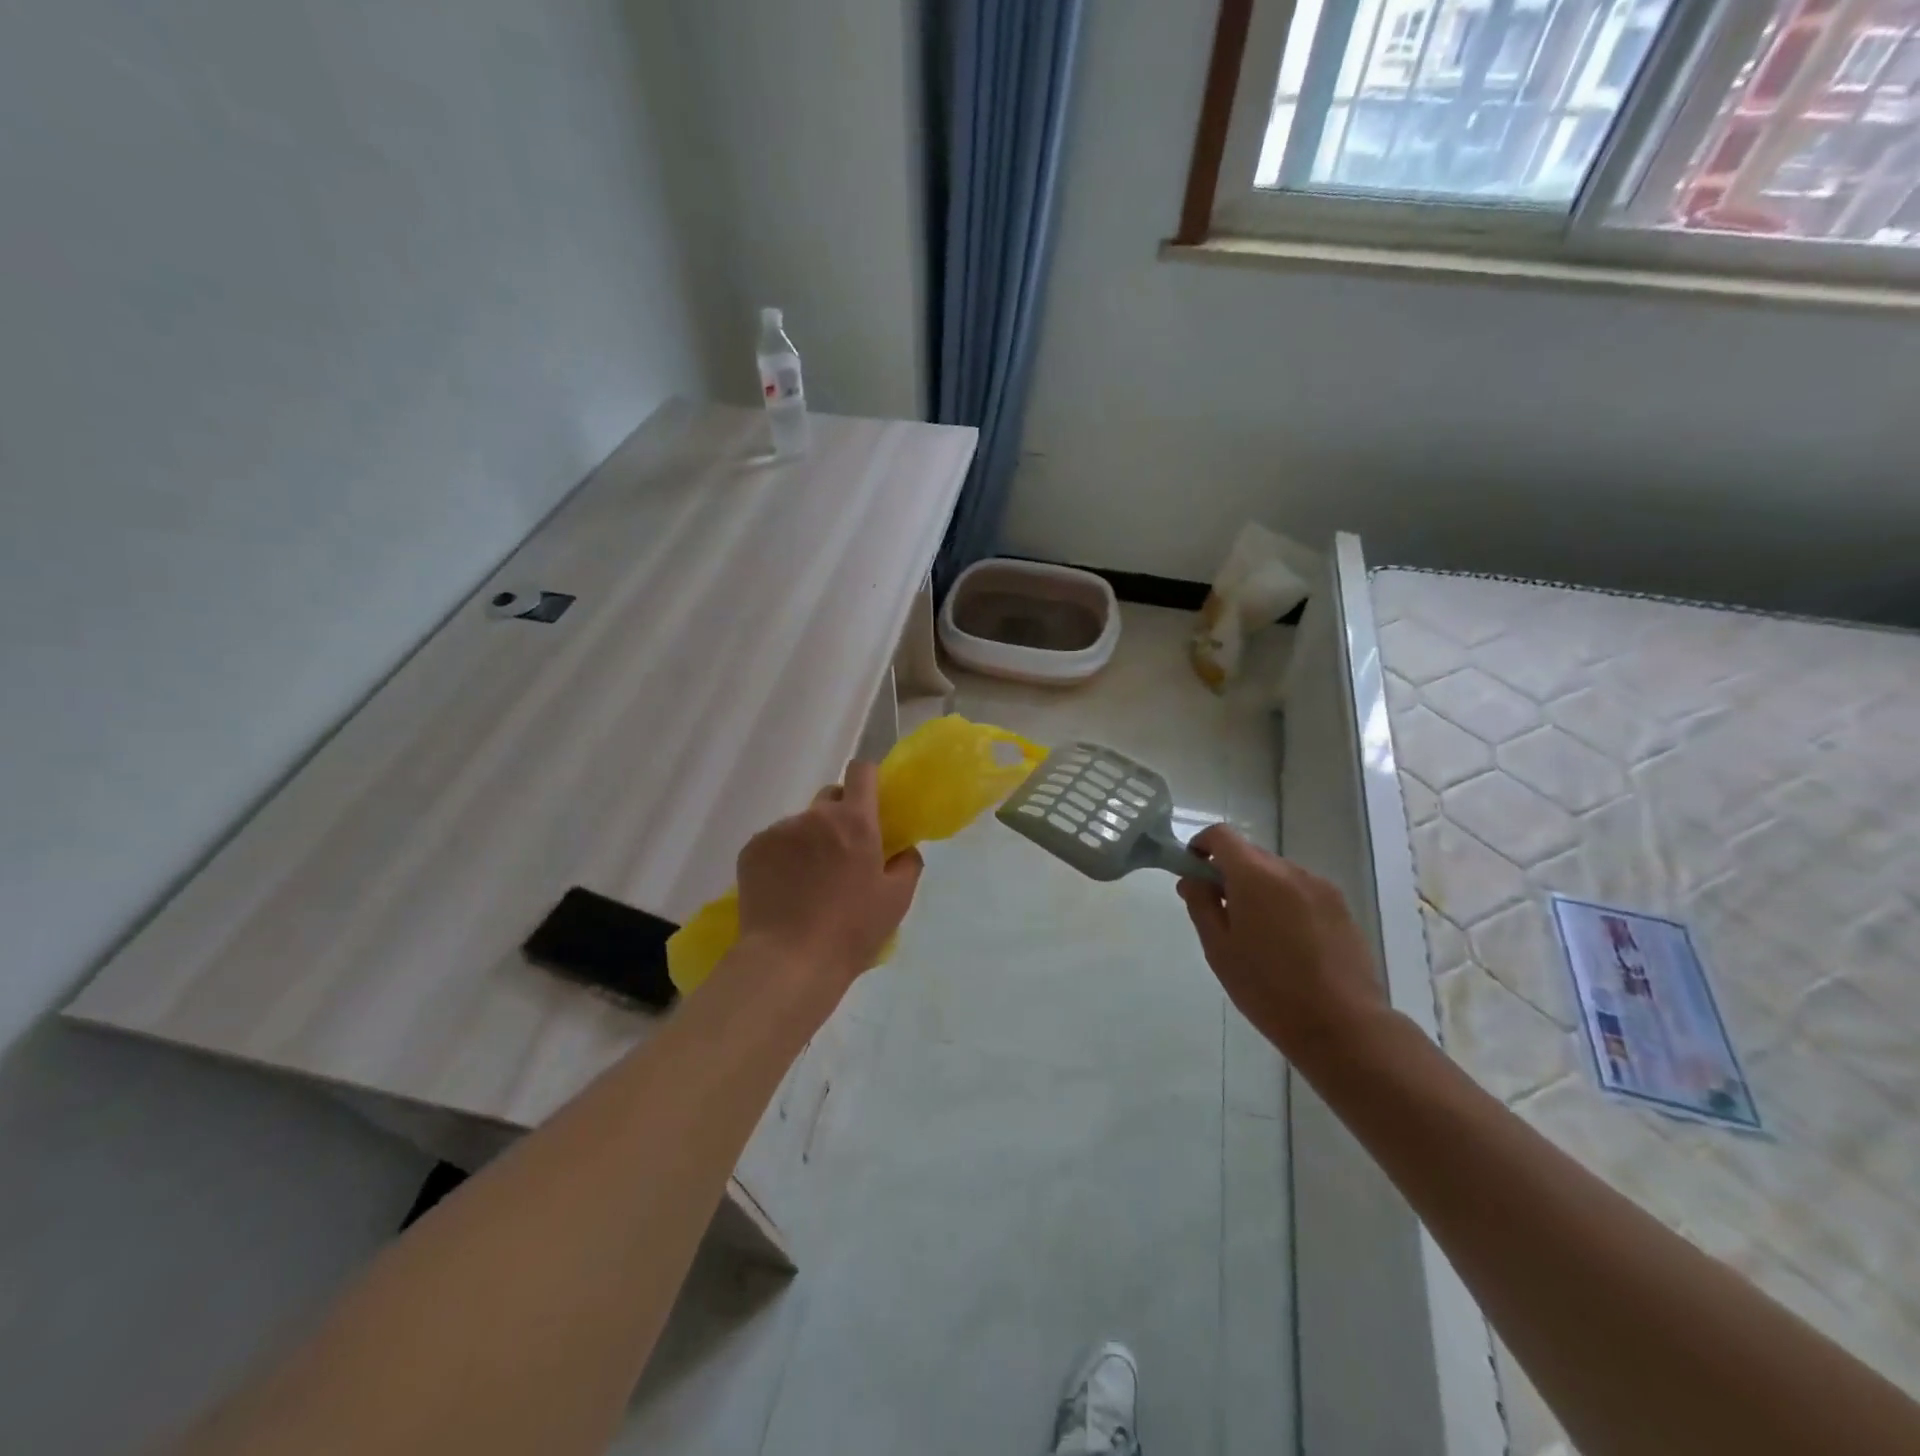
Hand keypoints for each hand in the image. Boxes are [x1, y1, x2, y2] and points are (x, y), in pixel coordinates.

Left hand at [735, 761, 923, 988]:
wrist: (789, 960)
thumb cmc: (851, 930)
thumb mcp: (896, 900)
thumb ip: (907, 864)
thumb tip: (903, 848)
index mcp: (855, 821)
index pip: (861, 771)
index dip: (867, 780)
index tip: (871, 802)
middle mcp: (815, 816)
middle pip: (830, 797)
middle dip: (839, 816)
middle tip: (843, 854)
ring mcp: (779, 831)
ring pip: (801, 824)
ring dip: (809, 841)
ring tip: (808, 882)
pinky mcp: (752, 849)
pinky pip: (774, 842)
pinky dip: (782, 858)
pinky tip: (784, 890)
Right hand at [1177, 826, 1389, 1068]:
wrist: (1342, 1025)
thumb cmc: (1268, 988)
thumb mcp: (1219, 948)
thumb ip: (1201, 904)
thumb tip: (1193, 879)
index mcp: (1255, 876)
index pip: (1221, 836)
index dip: (1201, 846)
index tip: (1193, 873)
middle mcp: (1290, 871)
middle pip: (1250, 854)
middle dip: (1229, 873)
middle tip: (1220, 913)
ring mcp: (1320, 887)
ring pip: (1277, 874)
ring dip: (1258, 889)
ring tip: (1257, 935)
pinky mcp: (1341, 907)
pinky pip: (1301, 891)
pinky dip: (1285, 903)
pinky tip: (1287, 944)